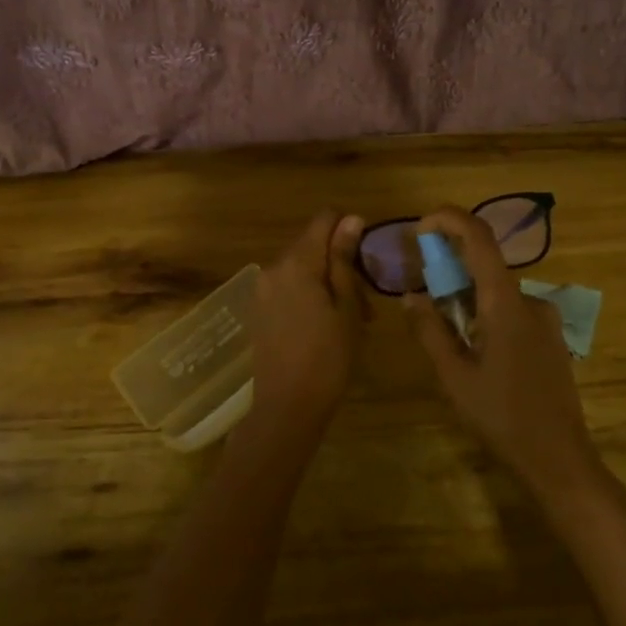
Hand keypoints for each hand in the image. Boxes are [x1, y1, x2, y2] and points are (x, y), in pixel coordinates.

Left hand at [241, 210, 366, 443]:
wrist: (287, 406)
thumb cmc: (328, 357)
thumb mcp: (346, 306)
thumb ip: (344, 260)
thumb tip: (351, 219)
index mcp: (296, 262)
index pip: (324, 219)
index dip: (349, 229)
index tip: (365, 259)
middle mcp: (273, 267)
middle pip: (313, 245)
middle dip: (341, 264)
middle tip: (365, 305)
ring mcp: (262, 289)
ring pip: (302, 269)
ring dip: (328, 283)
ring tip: (351, 320)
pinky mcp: (259, 309)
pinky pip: (289, 288)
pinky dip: (310, 296)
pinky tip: (326, 327)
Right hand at [403, 206, 600, 498]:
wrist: (559, 459)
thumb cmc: (501, 416)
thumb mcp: (454, 375)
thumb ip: (430, 330)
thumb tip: (410, 295)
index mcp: (506, 303)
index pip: (479, 239)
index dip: (450, 220)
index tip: (421, 226)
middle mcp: (530, 301)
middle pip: (486, 266)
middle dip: (450, 269)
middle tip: (423, 296)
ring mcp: (545, 320)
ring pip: (497, 292)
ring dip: (467, 299)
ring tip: (446, 335)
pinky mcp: (551, 338)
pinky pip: (512, 310)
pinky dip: (486, 314)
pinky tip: (476, 351)